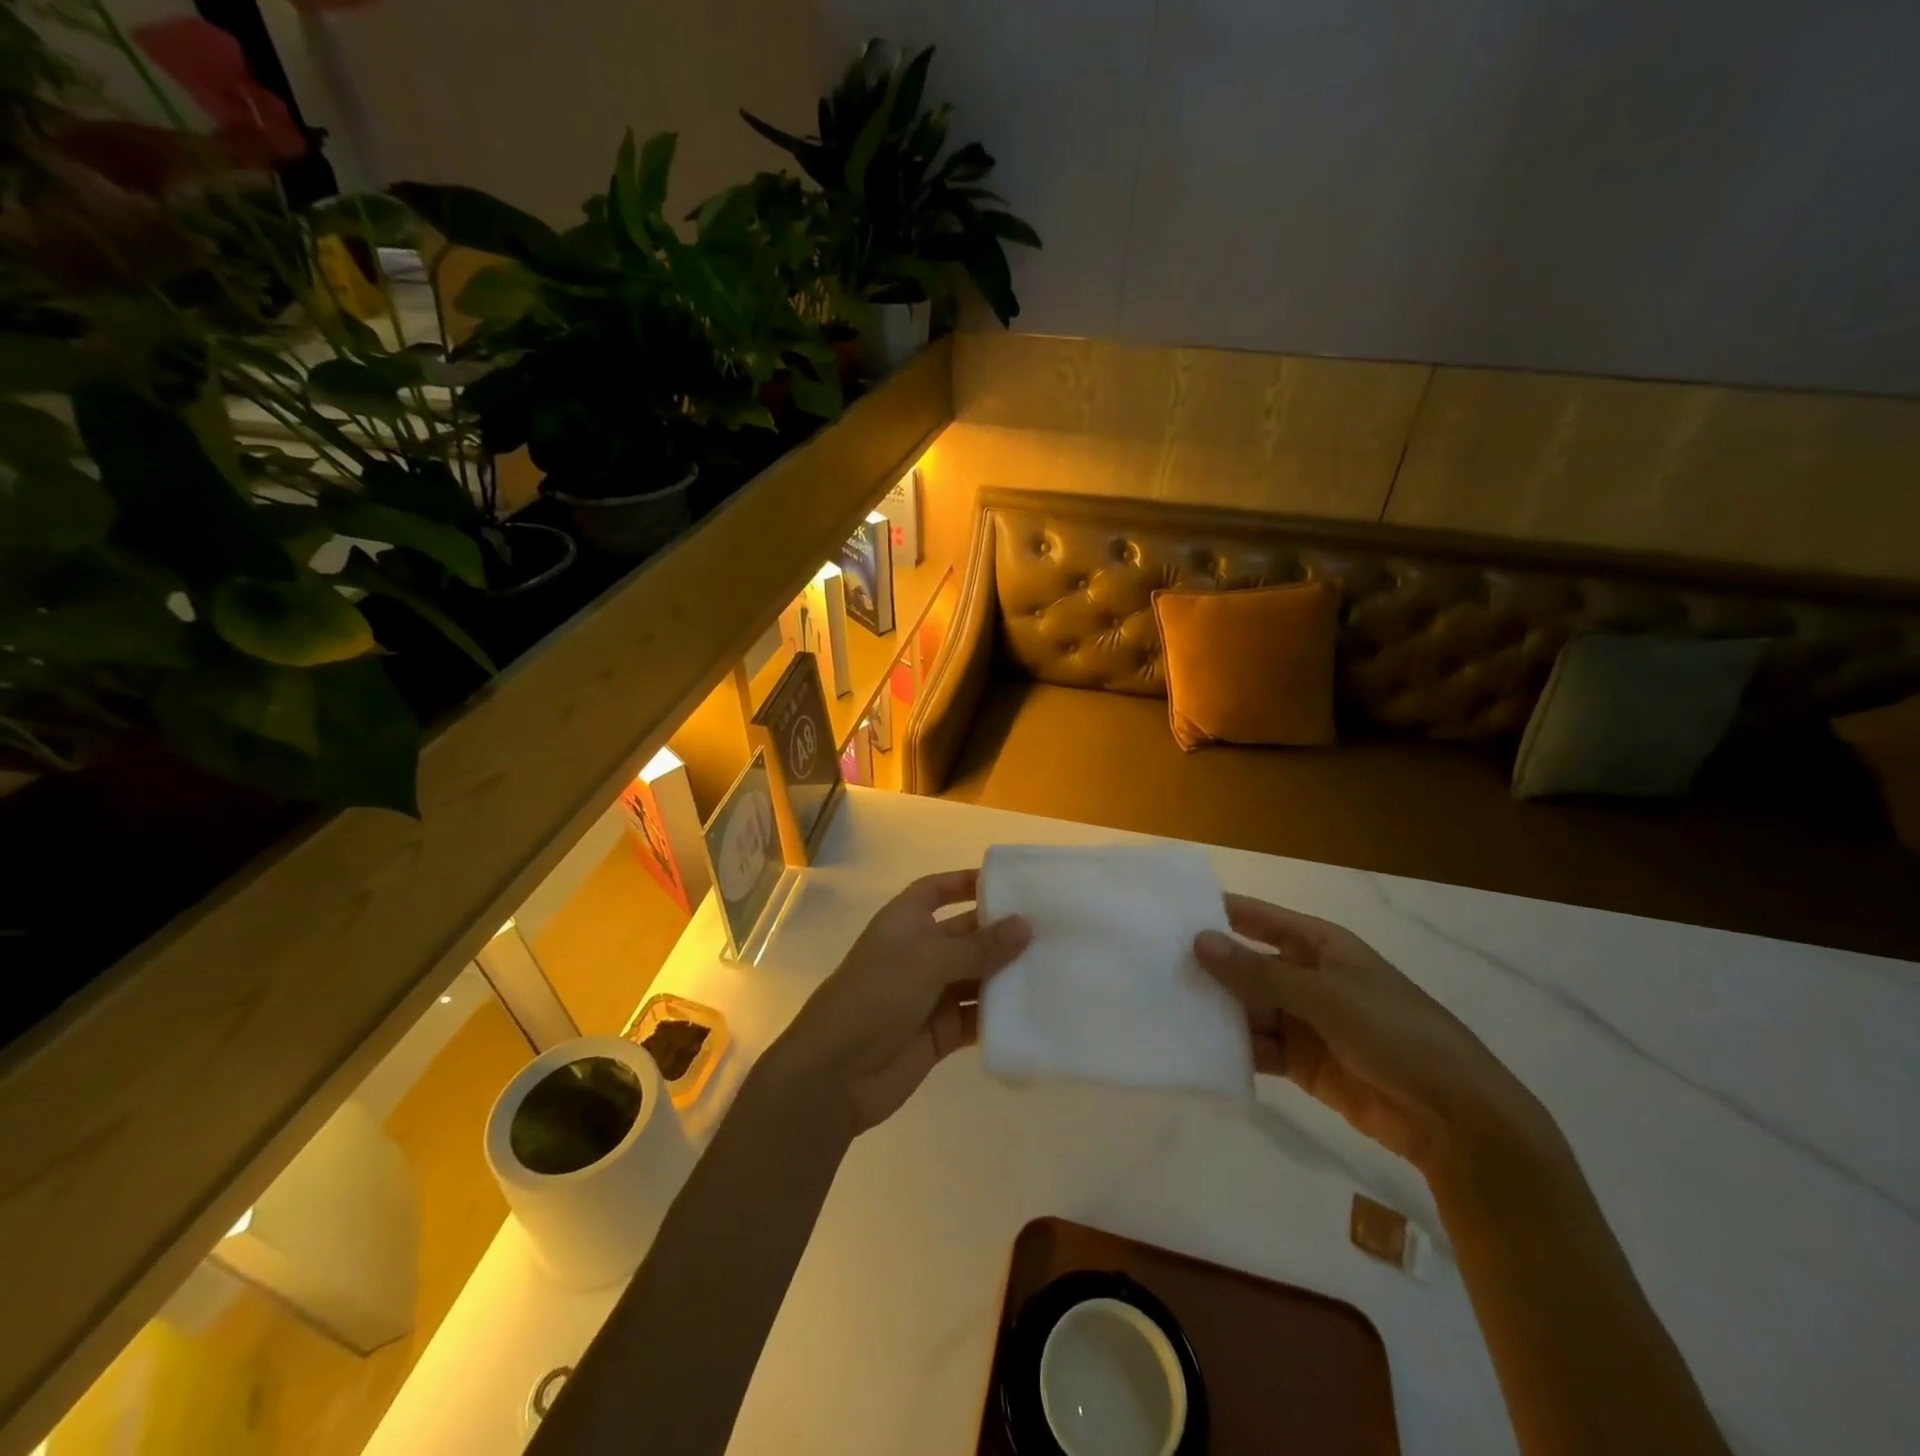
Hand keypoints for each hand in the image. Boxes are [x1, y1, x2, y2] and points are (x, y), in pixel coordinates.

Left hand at [766, 870, 1031, 1139]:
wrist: (836, 1074)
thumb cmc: (876, 996)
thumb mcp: (928, 961)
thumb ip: (980, 947)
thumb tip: (1027, 925)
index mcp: (905, 922)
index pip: (937, 890)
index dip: (967, 883)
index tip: (1010, 883)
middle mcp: (919, 952)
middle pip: (966, 934)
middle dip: (1002, 932)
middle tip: (1053, 929)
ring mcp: (930, 994)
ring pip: (977, 977)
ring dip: (1008, 974)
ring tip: (1057, 967)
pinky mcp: (941, 1032)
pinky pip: (977, 1017)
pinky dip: (1000, 1015)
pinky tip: (1037, 1010)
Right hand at [1195, 895, 1543, 1172]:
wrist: (1456, 1118)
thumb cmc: (1396, 1034)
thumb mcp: (1324, 996)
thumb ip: (1258, 973)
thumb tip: (1198, 941)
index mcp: (1319, 946)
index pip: (1258, 919)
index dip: (1218, 913)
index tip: (1169, 912)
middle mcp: (1307, 977)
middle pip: (1247, 965)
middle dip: (1208, 967)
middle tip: (1151, 966)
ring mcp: (1304, 1021)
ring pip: (1247, 1008)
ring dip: (1215, 1010)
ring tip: (1163, 1008)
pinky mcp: (1302, 1062)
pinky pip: (1258, 1047)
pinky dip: (1233, 1048)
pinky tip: (1196, 1048)